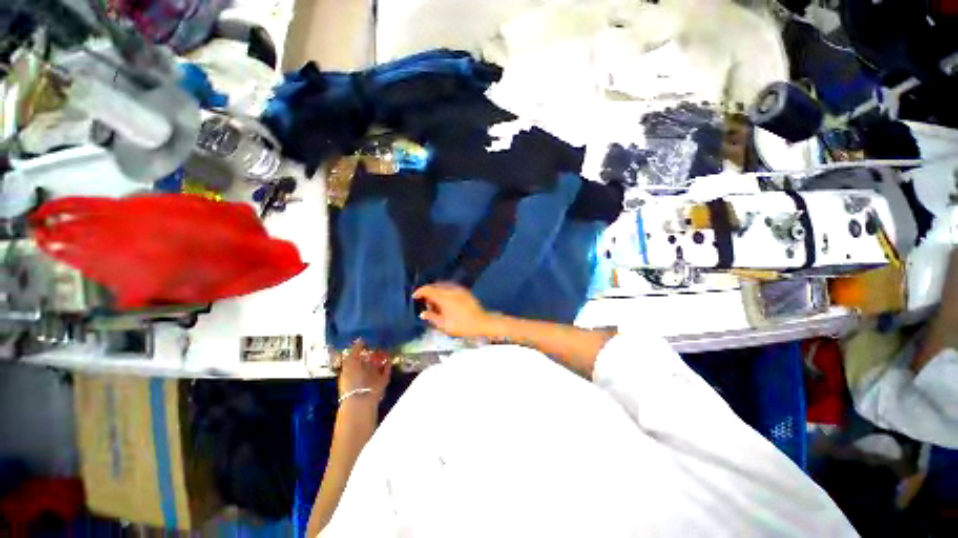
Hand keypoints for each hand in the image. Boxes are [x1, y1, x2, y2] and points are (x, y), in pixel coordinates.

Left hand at [337, 340, 391, 403]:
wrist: (362, 398)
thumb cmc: (352, 380)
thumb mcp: (349, 362)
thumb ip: (355, 350)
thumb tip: (360, 339)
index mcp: (353, 368)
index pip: (358, 356)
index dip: (363, 349)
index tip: (369, 339)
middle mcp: (363, 372)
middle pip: (370, 359)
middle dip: (374, 351)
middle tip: (380, 340)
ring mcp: (374, 376)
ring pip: (379, 363)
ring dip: (383, 356)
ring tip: (387, 345)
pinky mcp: (384, 379)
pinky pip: (387, 369)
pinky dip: (389, 363)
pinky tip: (391, 354)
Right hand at [412, 283, 499, 338]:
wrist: (482, 322)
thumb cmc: (462, 325)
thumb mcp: (444, 325)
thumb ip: (432, 318)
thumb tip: (423, 314)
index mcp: (444, 297)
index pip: (428, 289)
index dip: (419, 292)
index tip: (414, 297)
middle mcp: (451, 290)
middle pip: (435, 286)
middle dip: (428, 293)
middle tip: (426, 304)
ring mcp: (459, 289)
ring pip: (443, 286)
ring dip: (437, 292)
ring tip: (436, 305)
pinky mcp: (465, 291)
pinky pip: (450, 288)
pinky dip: (444, 293)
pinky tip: (446, 303)